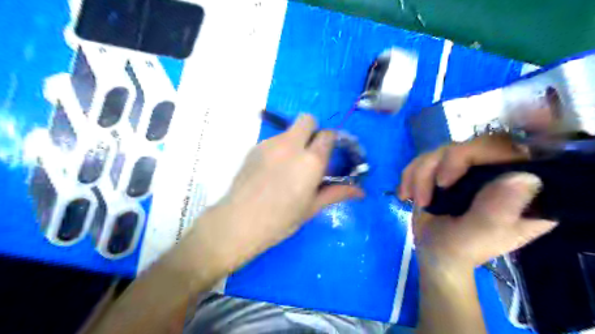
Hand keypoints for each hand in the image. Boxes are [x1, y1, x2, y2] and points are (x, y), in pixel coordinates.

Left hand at [196, 113, 361, 272]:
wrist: (239, 222)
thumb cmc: (280, 219)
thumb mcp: (312, 207)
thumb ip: (336, 193)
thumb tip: (361, 192)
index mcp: (310, 160)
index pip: (328, 134)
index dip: (331, 141)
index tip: (329, 154)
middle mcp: (291, 145)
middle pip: (307, 119)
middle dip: (313, 130)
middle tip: (310, 153)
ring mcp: (270, 144)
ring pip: (288, 131)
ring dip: (295, 141)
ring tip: (288, 167)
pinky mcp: (254, 148)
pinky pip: (273, 140)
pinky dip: (279, 149)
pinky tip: (272, 171)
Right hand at [399, 135, 558, 266]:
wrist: (435, 253)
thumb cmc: (460, 250)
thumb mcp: (480, 235)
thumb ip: (498, 209)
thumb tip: (524, 177)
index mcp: (522, 189)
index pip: (504, 149)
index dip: (471, 154)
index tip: (443, 182)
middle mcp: (500, 172)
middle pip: (467, 145)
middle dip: (435, 168)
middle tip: (423, 197)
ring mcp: (472, 170)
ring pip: (440, 150)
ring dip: (419, 176)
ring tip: (416, 201)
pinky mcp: (448, 170)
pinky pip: (425, 158)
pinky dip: (410, 175)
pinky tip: (407, 195)